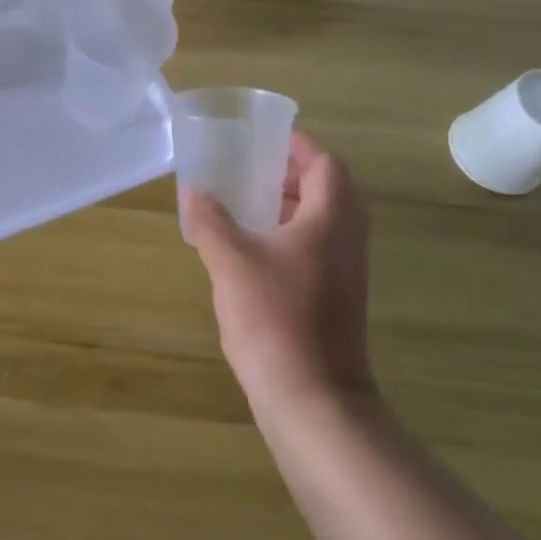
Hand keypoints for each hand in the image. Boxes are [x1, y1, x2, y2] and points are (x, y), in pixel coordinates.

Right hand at [181, 133, 373, 412]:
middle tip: (250, 170)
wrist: (313, 399)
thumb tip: (194, 191)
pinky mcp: (337, 298)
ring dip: (292, 206)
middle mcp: (346, 240)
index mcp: (330, 220)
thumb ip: (211, 221)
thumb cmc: (274, 319)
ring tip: (247, 205)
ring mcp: (345, 272)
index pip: (326, 164)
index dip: (298, 147)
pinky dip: (291, 235)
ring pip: (325, 221)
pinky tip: (254, 251)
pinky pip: (319, 248)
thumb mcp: (231, 262)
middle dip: (293, 174)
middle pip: (330, 190)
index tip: (263, 140)